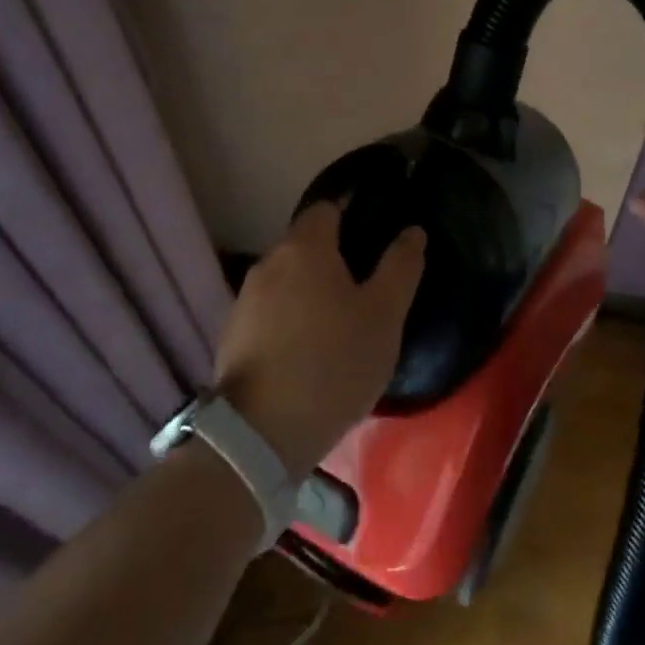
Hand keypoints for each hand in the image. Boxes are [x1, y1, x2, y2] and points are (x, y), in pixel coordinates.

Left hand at [211, 201, 425, 477]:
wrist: (259, 437)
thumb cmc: (333, 363)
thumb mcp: (384, 316)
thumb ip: (401, 267)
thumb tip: (413, 230)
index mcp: (305, 246)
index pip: (327, 207)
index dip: (351, 213)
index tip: (373, 234)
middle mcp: (269, 261)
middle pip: (305, 243)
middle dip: (332, 256)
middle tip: (364, 285)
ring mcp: (245, 299)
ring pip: (286, 278)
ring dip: (309, 289)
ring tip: (337, 321)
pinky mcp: (231, 335)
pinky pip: (270, 310)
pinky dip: (289, 317)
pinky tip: (307, 348)